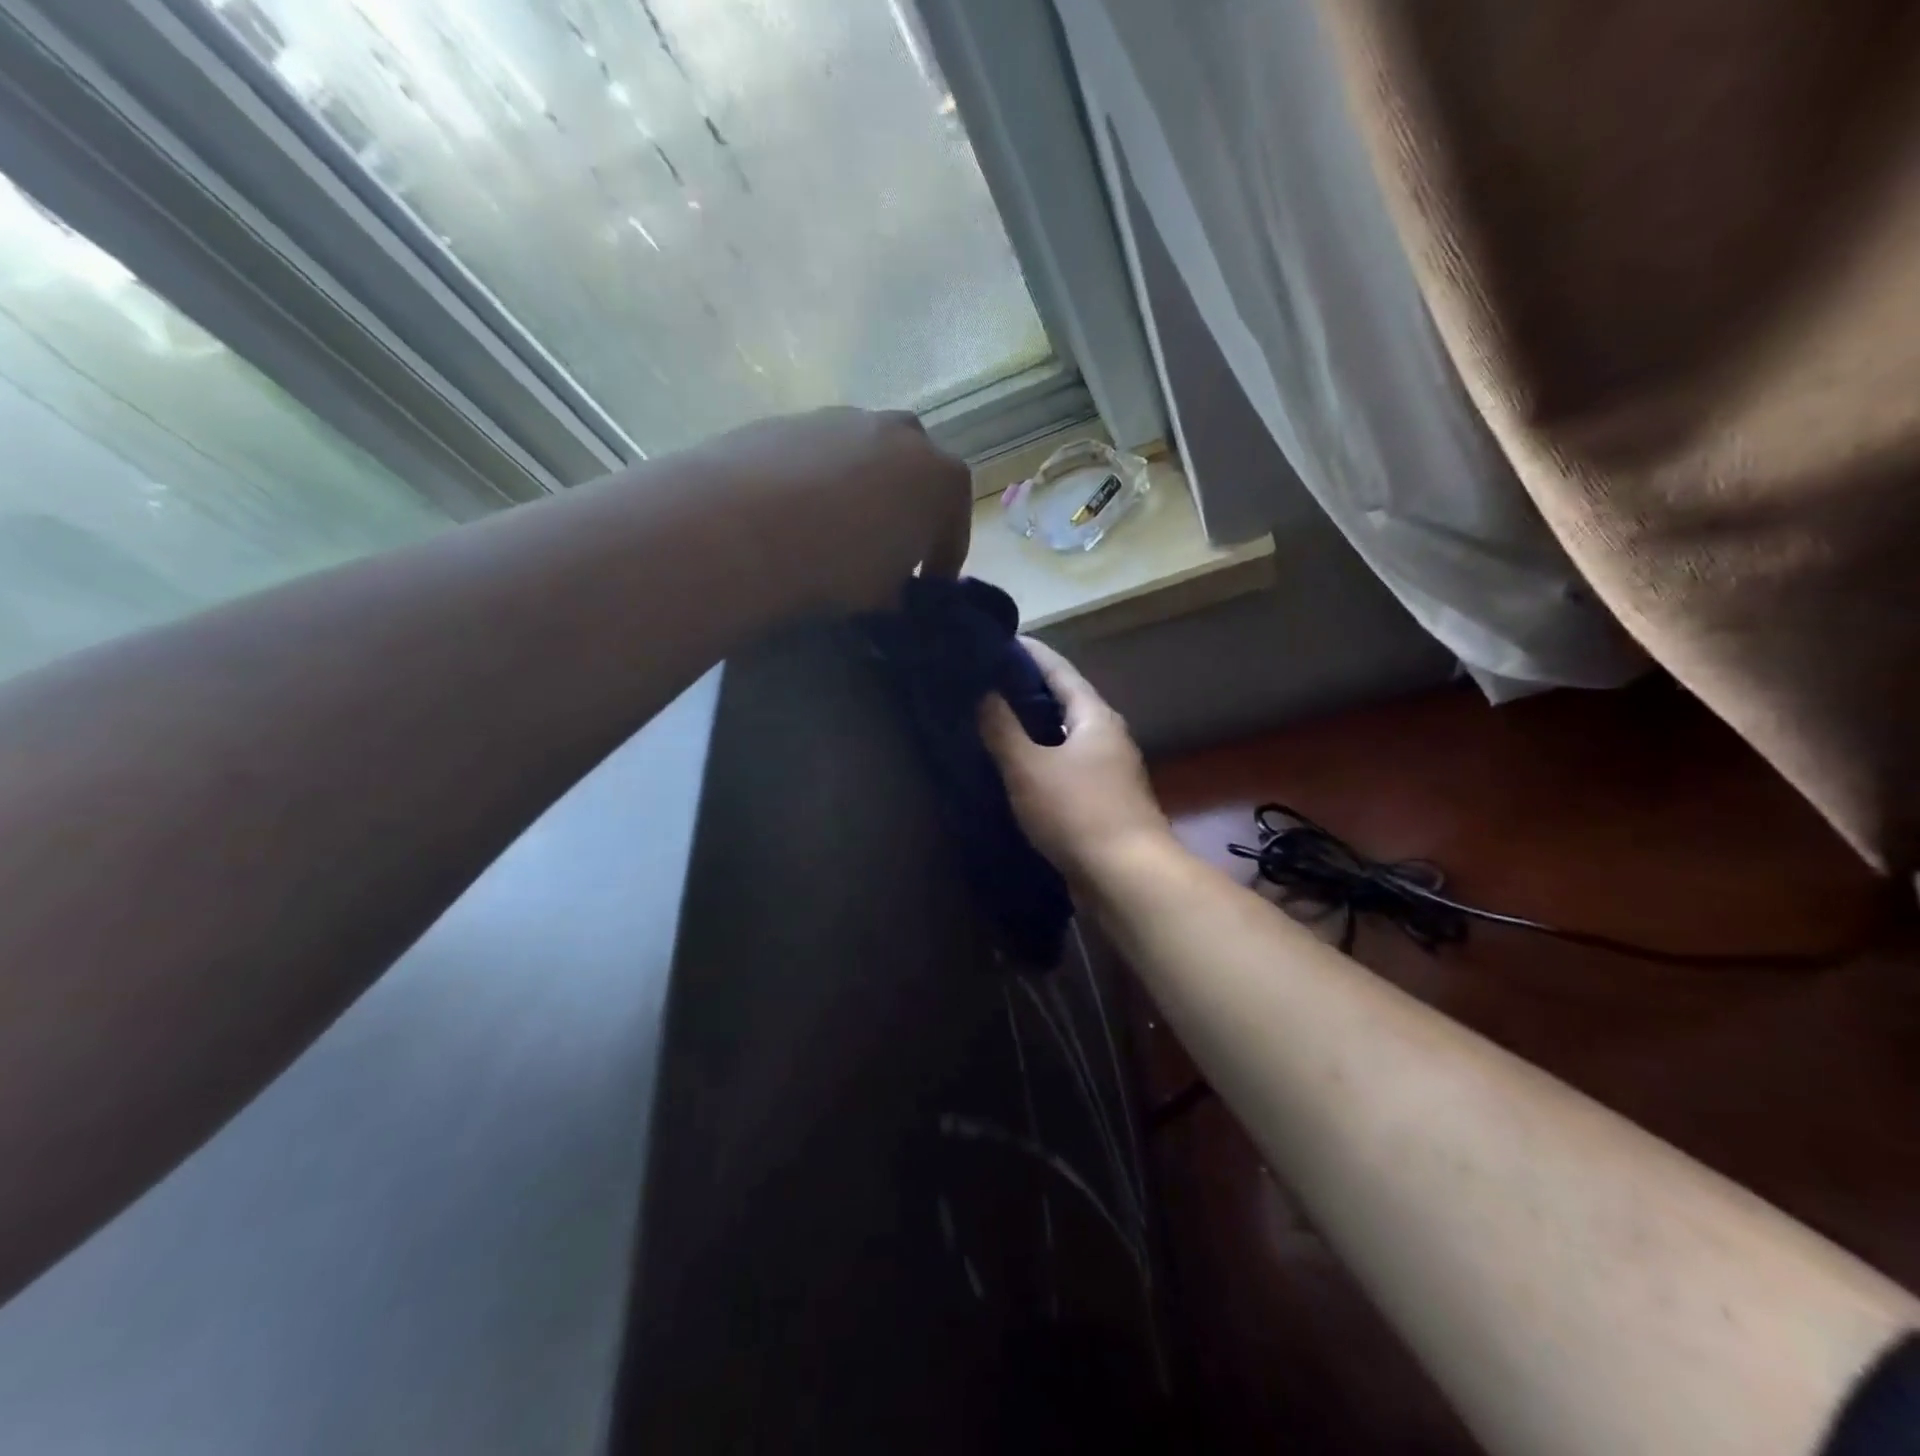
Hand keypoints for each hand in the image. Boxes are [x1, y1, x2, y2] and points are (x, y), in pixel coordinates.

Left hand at [691, 407, 971, 612]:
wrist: (744, 526)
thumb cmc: (838, 566)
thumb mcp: (885, 598)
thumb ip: (902, 595)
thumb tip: (895, 598)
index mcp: (943, 478)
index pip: (954, 527)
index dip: (942, 563)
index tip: (925, 589)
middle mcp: (903, 435)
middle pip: (915, 476)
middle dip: (907, 510)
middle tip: (884, 551)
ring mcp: (845, 418)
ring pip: (866, 456)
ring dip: (862, 490)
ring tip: (834, 531)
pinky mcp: (793, 418)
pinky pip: (820, 454)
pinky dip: (818, 480)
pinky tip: (794, 514)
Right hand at [978, 638, 1172, 882]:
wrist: (1126, 876)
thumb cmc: (1077, 812)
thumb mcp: (1029, 767)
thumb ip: (1002, 729)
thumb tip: (983, 692)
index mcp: (1095, 716)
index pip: (1059, 670)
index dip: (1029, 653)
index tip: (999, 641)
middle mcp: (1108, 735)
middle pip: (1065, 701)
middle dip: (1028, 690)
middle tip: (986, 683)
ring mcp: (1109, 769)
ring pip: (1066, 736)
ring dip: (1034, 727)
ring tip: (994, 722)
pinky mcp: (1104, 799)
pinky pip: (1067, 765)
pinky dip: (1042, 758)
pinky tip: (1018, 768)